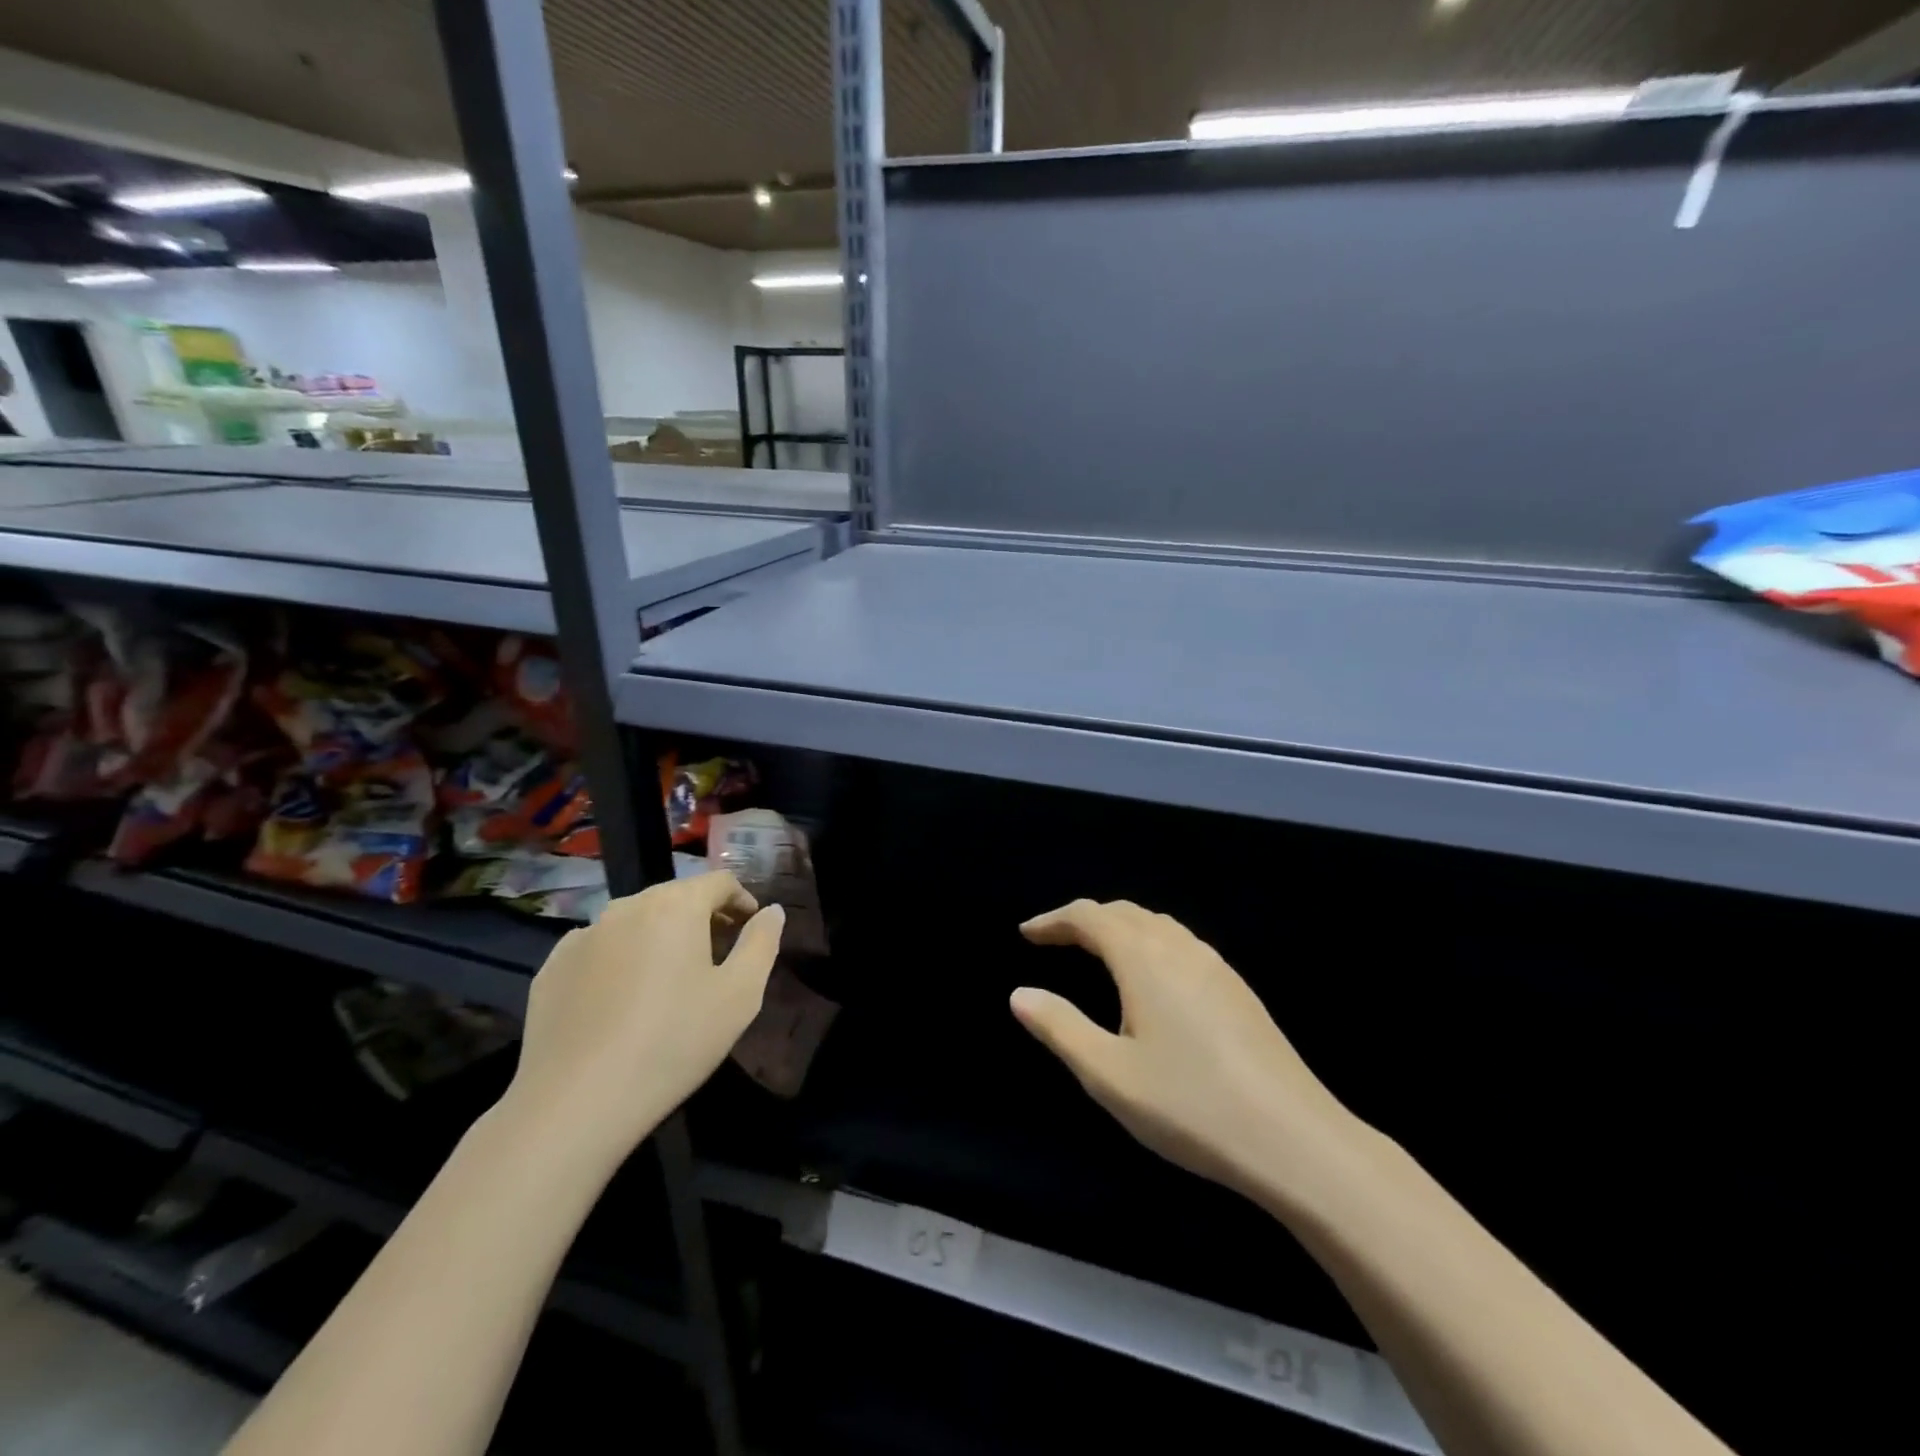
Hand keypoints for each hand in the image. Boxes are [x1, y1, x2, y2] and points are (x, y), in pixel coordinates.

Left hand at [502, 872, 784, 1162]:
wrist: (575, 1103)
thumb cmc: (673, 1042)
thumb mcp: (740, 995)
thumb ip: (762, 943)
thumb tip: (771, 912)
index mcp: (676, 906)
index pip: (719, 881)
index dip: (742, 900)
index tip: (750, 928)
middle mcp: (627, 907)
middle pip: (676, 897)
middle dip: (702, 917)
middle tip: (718, 955)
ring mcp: (583, 935)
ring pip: (635, 921)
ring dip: (660, 936)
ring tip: (670, 978)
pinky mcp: (552, 968)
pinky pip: (598, 948)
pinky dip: (620, 958)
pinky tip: (622, 999)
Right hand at [1012, 900, 1361, 1208]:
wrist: (1295, 1138)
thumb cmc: (1190, 1105)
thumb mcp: (1109, 1074)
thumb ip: (1059, 1028)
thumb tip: (1020, 994)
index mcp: (1143, 959)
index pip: (1089, 917)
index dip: (1054, 920)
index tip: (1027, 933)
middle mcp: (1179, 947)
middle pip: (1124, 912)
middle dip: (1084, 919)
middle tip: (1055, 940)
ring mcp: (1215, 965)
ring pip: (1157, 924)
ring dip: (1119, 927)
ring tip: (1097, 951)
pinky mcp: (1237, 988)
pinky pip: (1181, 943)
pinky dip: (1149, 942)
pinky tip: (1152, 978)